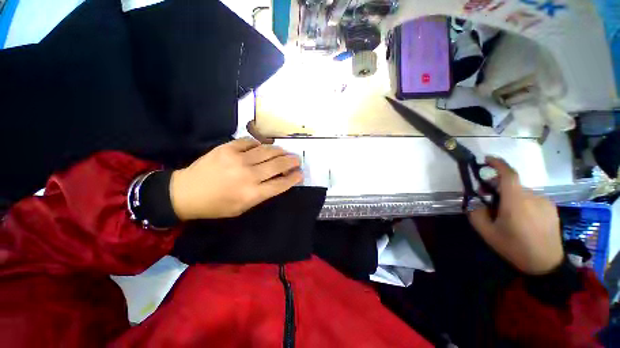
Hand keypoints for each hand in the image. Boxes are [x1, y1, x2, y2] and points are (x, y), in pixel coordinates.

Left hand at [169, 138, 302, 219]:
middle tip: (297, 160)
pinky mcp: (227, 148)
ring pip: (267, 151)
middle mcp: (248, 175)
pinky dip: (259, 143)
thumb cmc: (216, 205)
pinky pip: (250, 142)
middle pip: (277, 165)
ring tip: (284, 152)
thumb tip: (278, 181)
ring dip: (279, 151)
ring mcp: (237, 159)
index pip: (280, 184)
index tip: (300, 174)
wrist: (185, 193)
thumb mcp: (242, 208)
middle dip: (291, 162)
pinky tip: (263, 146)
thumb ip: (262, 194)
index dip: (293, 178)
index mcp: (252, 194)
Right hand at [468, 157, 563, 274]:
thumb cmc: (514, 248)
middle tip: (489, 200)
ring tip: (507, 214)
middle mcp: (533, 197)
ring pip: (521, 192)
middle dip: (497, 188)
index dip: (498, 164)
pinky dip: (522, 202)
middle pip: (511, 185)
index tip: (487, 159)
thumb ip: (477, 213)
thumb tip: (477, 200)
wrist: (546, 264)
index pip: (509, 175)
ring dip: (510, 197)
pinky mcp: (551, 207)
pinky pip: (531, 198)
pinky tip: (522, 218)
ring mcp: (545, 201)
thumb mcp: (487, 233)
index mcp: (516, 202)